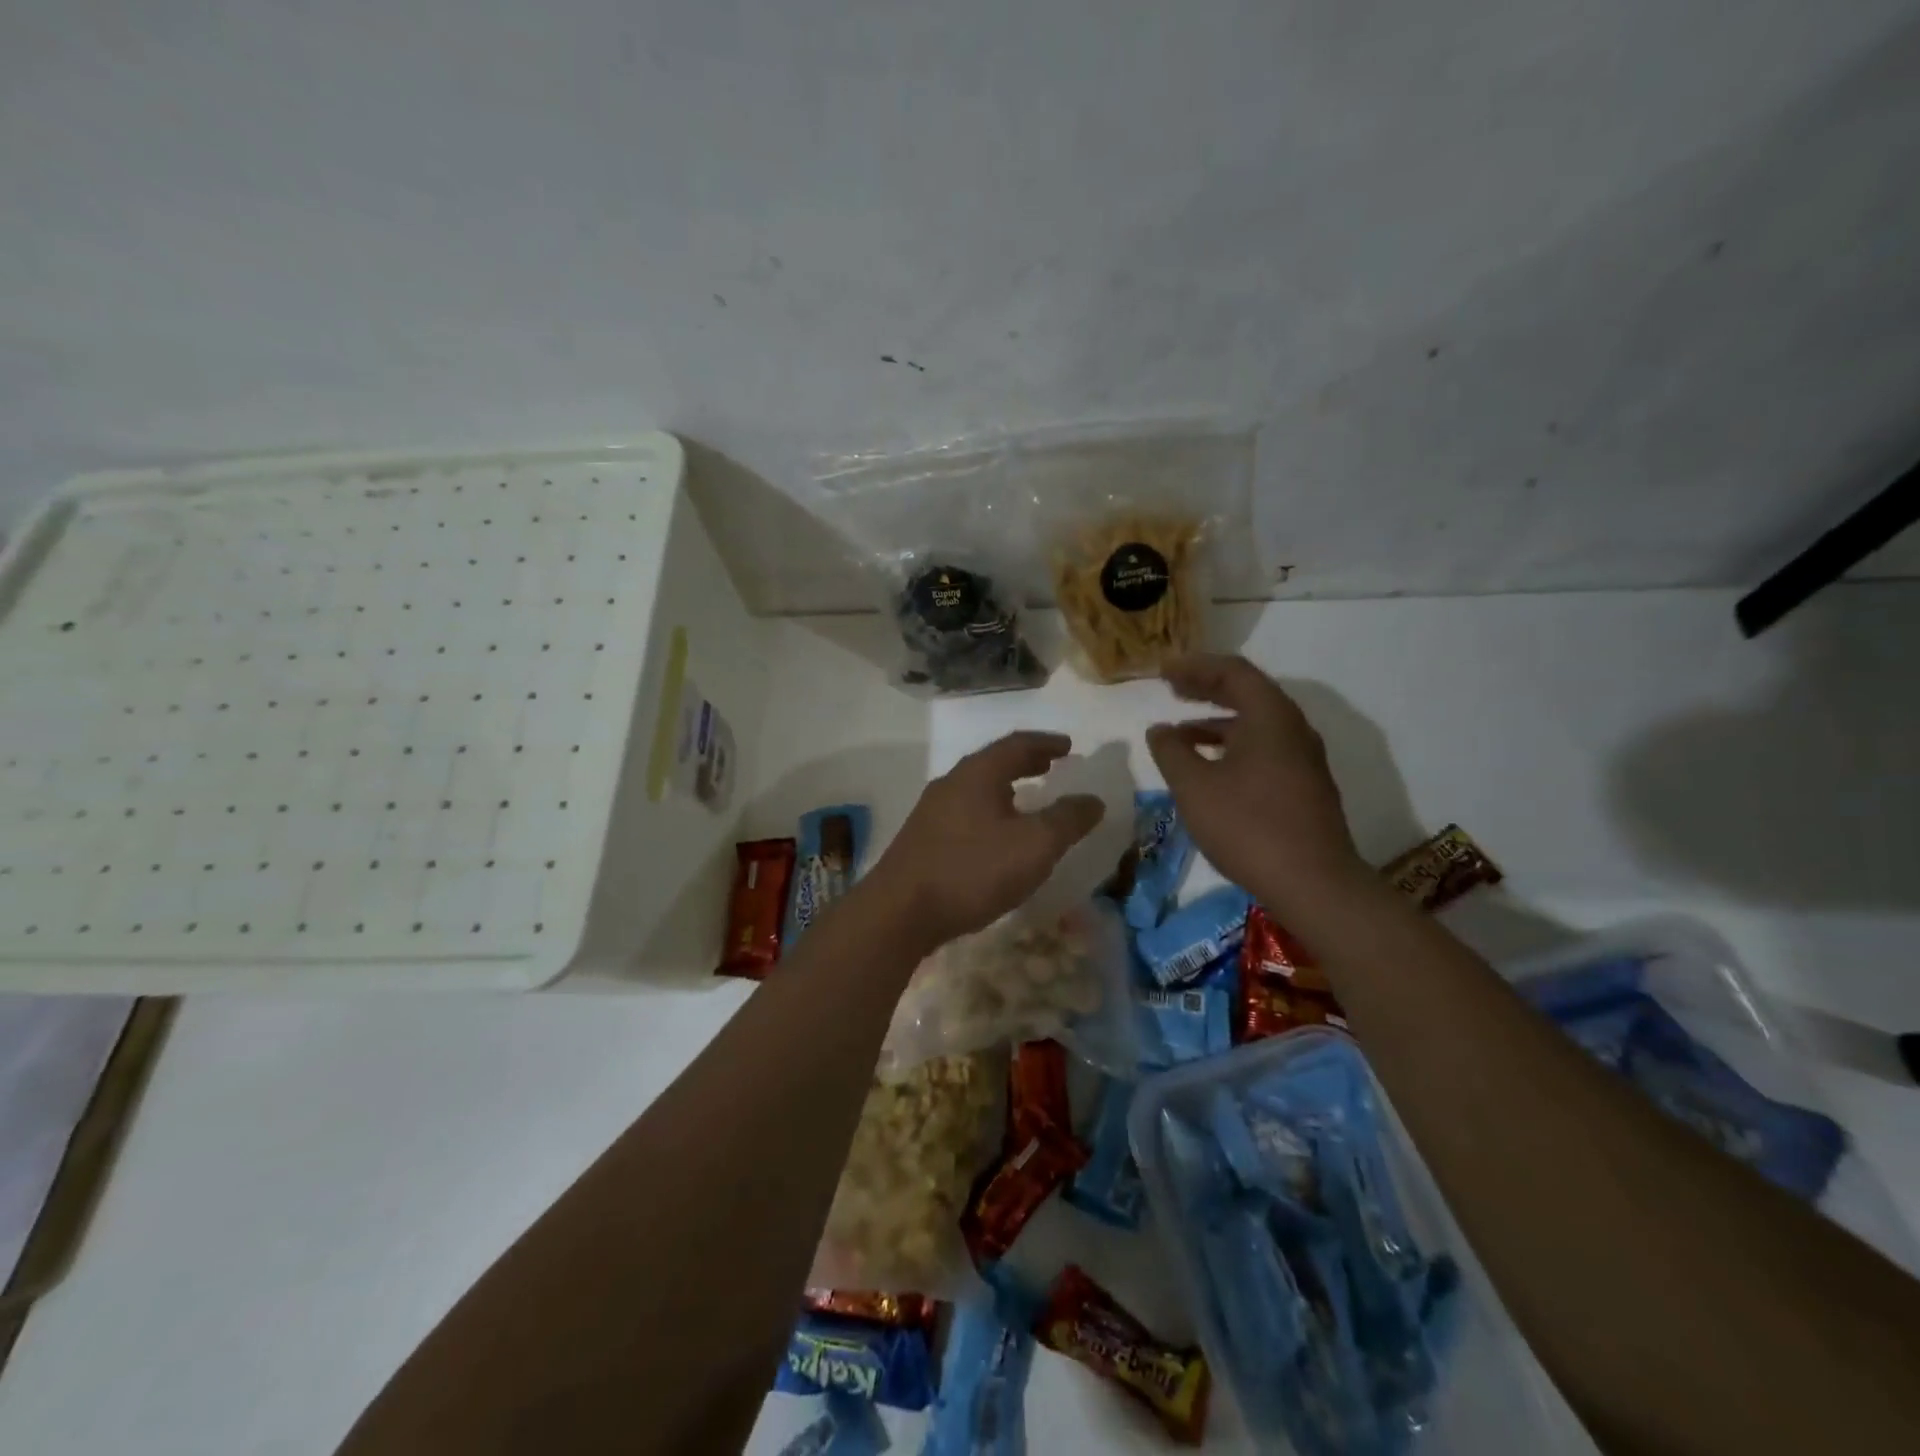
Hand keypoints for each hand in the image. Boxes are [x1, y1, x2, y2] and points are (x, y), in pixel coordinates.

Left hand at [868, 732, 1104, 946]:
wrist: (900, 912)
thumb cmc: (973, 870)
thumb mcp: (1034, 846)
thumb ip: (1067, 820)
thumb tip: (1093, 800)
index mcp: (978, 773)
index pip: (1017, 744)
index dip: (1047, 743)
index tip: (1069, 747)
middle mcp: (952, 783)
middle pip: (994, 763)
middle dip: (1026, 763)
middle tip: (1051, 766)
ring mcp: (931, 811)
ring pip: (977, 788)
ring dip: (1006, 788)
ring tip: (1028, 800)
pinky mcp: (922, 839)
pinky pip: (964, 812)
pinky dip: (989, 811)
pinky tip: (996, 837)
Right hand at [1146, 655, 1366, 905]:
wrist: (1314, 883)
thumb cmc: (1248, 826)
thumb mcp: (1194, 787)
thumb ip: (1171, 752)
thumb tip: (1160, 730)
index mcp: (1270, 717)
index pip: (1233, 672)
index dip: (1195, 667)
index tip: (1163, 671)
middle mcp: (1293, 729)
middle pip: (1248, 693)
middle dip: (1207, 689)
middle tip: (1171, 689)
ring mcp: (1303, 759)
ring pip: (1256, 724)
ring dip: (1217, 722)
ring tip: (1180, 733)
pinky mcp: (1304, 785)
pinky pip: (1264, 748)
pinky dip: (1232, 746)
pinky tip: (1209, 768)